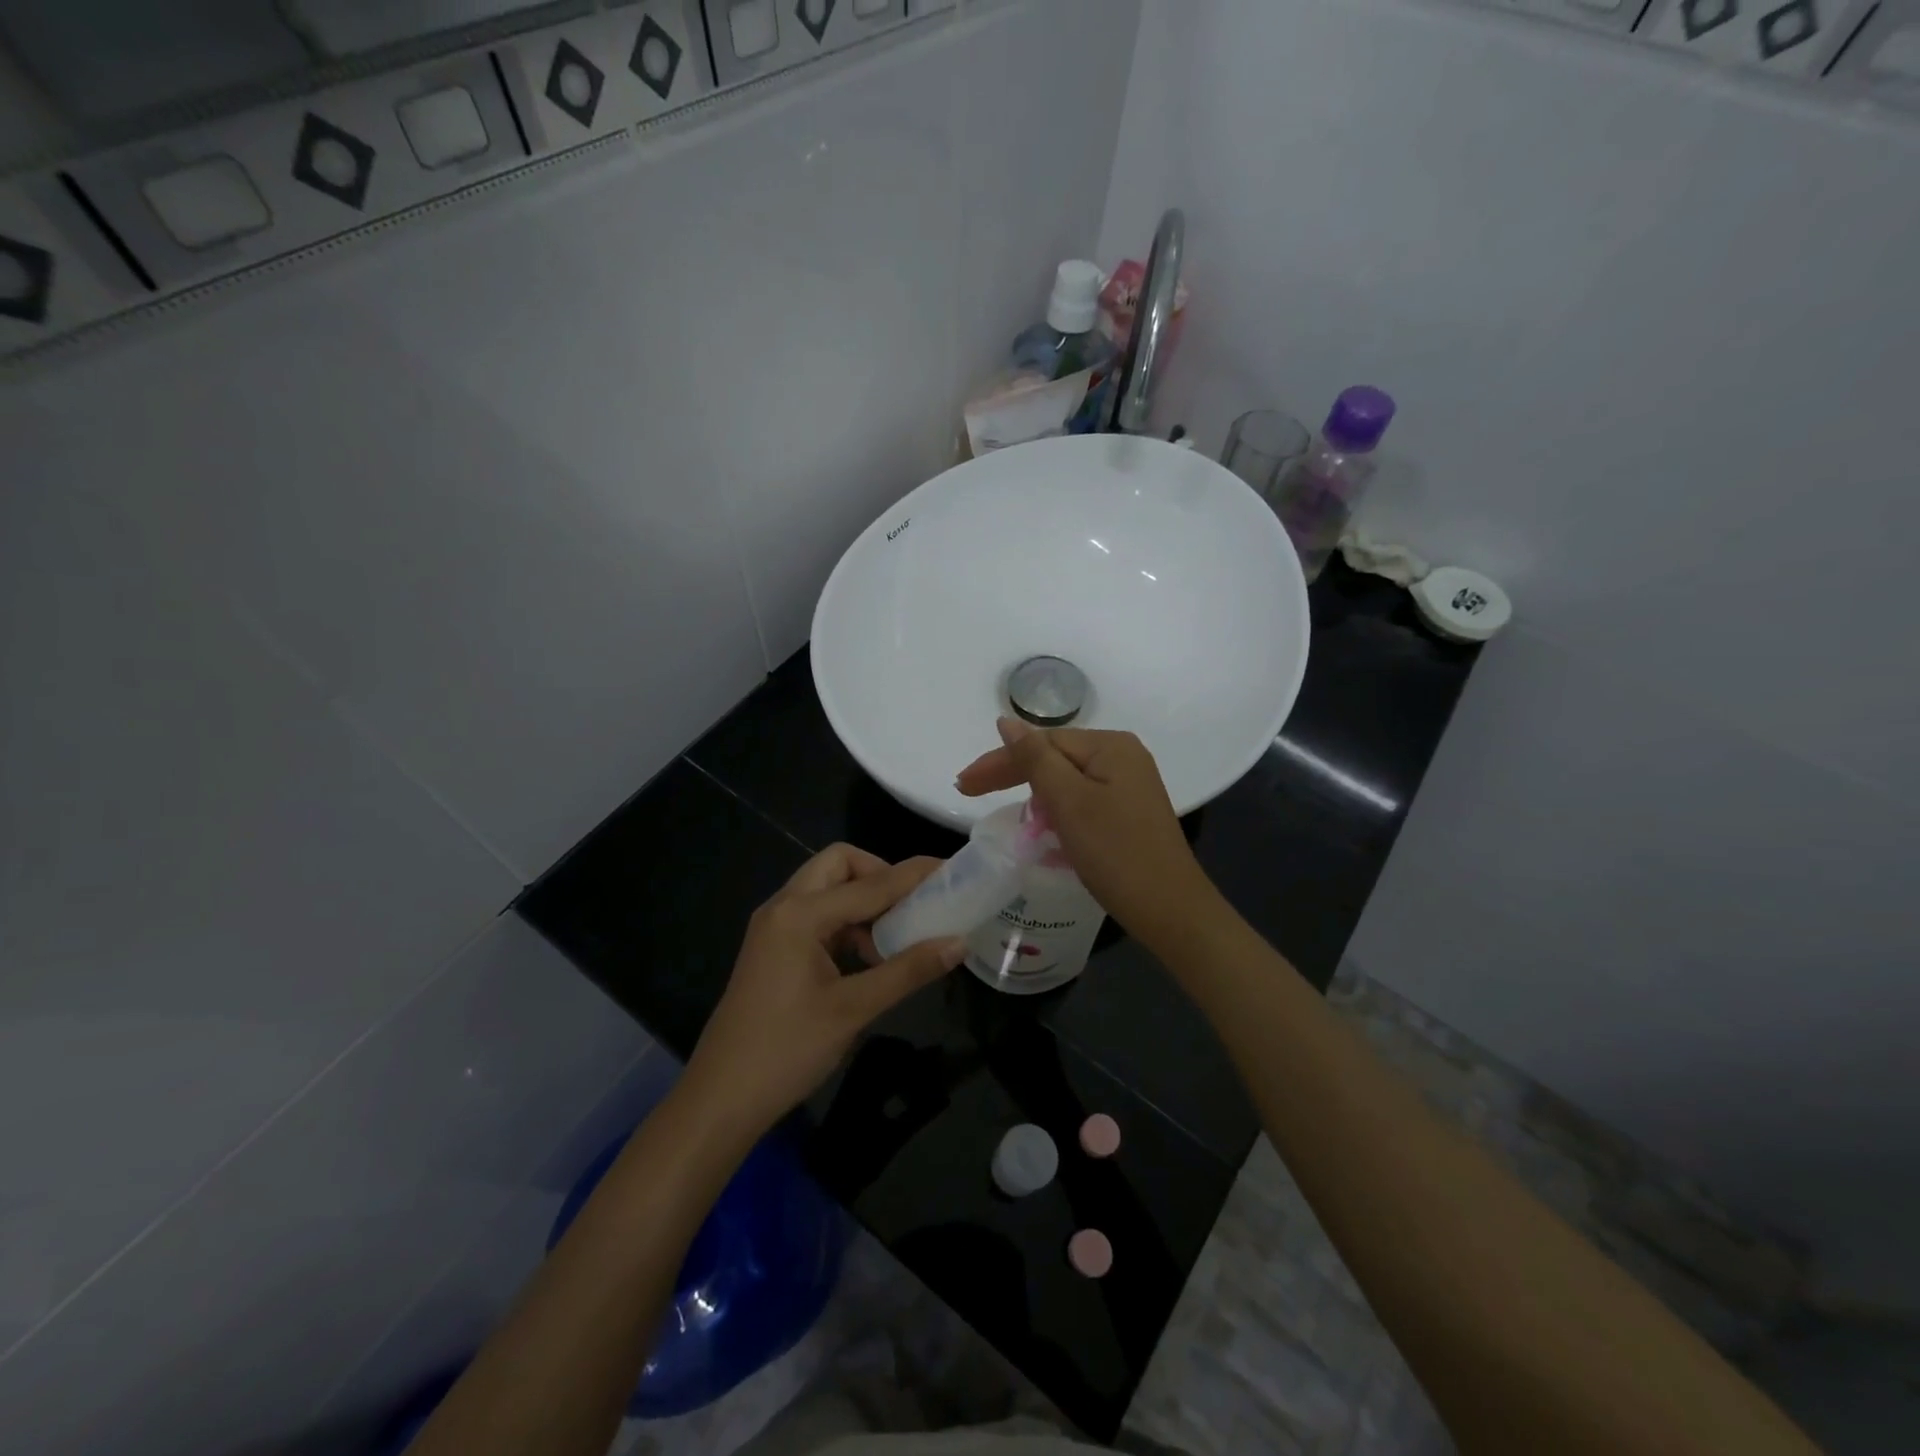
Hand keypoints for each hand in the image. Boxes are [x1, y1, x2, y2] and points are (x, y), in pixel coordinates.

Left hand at [681, 844, 965, 1137]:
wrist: (720, 1099)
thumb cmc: (786, 1051)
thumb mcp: (853, 1009)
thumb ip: (908, 971)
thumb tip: (958, 943)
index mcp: (800, 914)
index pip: (870, 883)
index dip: (913, 875)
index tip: (951, 870)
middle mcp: (783, 907)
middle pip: (839, 864)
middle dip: (880, 875)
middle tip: (913, 904)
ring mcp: (774, 927)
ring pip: (827, 888)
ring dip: (864, 900)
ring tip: (897, 935)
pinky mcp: (773, 948)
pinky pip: (817, 915)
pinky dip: (847, 922)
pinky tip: (869, 957)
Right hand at [956, 717, 1216, 949]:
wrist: (1170, 910)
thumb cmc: (1116, 853)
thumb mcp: (1069, 802)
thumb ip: (1035, 759)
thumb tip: (1007, 721)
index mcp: (1110, 746)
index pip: (1041, 743)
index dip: (1000, 761)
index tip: (963, 784)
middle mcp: (1122, 757)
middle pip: (1054, 758)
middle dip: (1011, 774)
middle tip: (967, 791)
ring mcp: (1128, 785)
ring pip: (1066, 780)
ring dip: (1031, 792)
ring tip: (998, 805)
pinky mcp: (1128, 812)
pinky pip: (1080, 800)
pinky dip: (1055, 810)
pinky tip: (1038, 823)